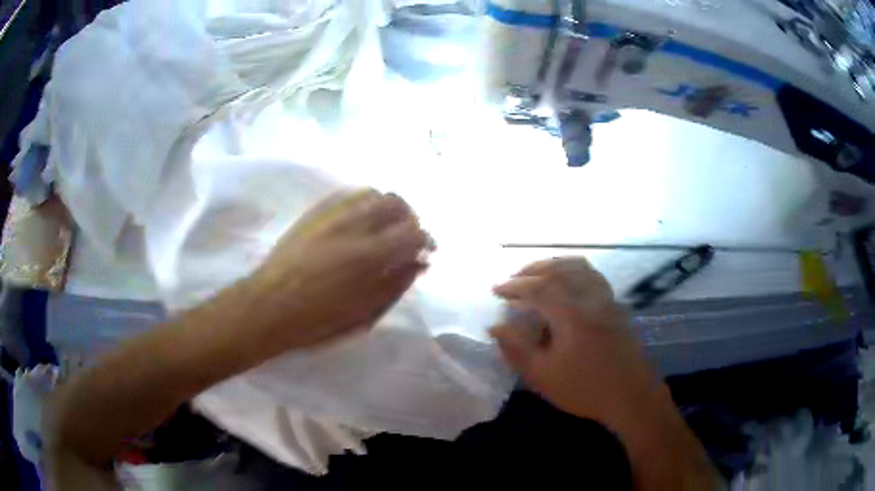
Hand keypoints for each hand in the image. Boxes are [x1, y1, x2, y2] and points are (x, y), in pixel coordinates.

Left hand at [246, 189, 432, 348]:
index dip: (424, 241)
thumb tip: (417, 264)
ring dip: (386, 208)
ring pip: (373, 194)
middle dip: (408, 219)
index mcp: (370, 255)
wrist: (269, 306)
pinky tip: (360, 221)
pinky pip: (348, 195)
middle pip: (396, 203)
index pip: (413, 232)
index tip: (424, 251)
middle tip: (406, 238)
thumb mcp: (363, 314)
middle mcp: (354, 225)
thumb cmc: (318, 320)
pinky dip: (364, 203)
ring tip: (384, 227)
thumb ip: (394, 285)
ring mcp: (332, 213)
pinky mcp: (315, 211)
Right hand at [490, 258, 720, 489]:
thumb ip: (517, 349)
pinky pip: (592, 275)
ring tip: (537, 275)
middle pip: (559, 269)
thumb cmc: (585, 389)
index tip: (496, 290)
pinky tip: (567, 283)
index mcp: (572, 314)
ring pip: (579, 266)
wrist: (631, 396)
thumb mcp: (543, 376)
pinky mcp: (616, 306)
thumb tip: (496, 327)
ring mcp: (606, 299)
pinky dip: (574, 270)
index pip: (539, 287)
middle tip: (513, 279)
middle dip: (532, 270)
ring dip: (554, 265)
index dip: (514, 286)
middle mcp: (590, 298)